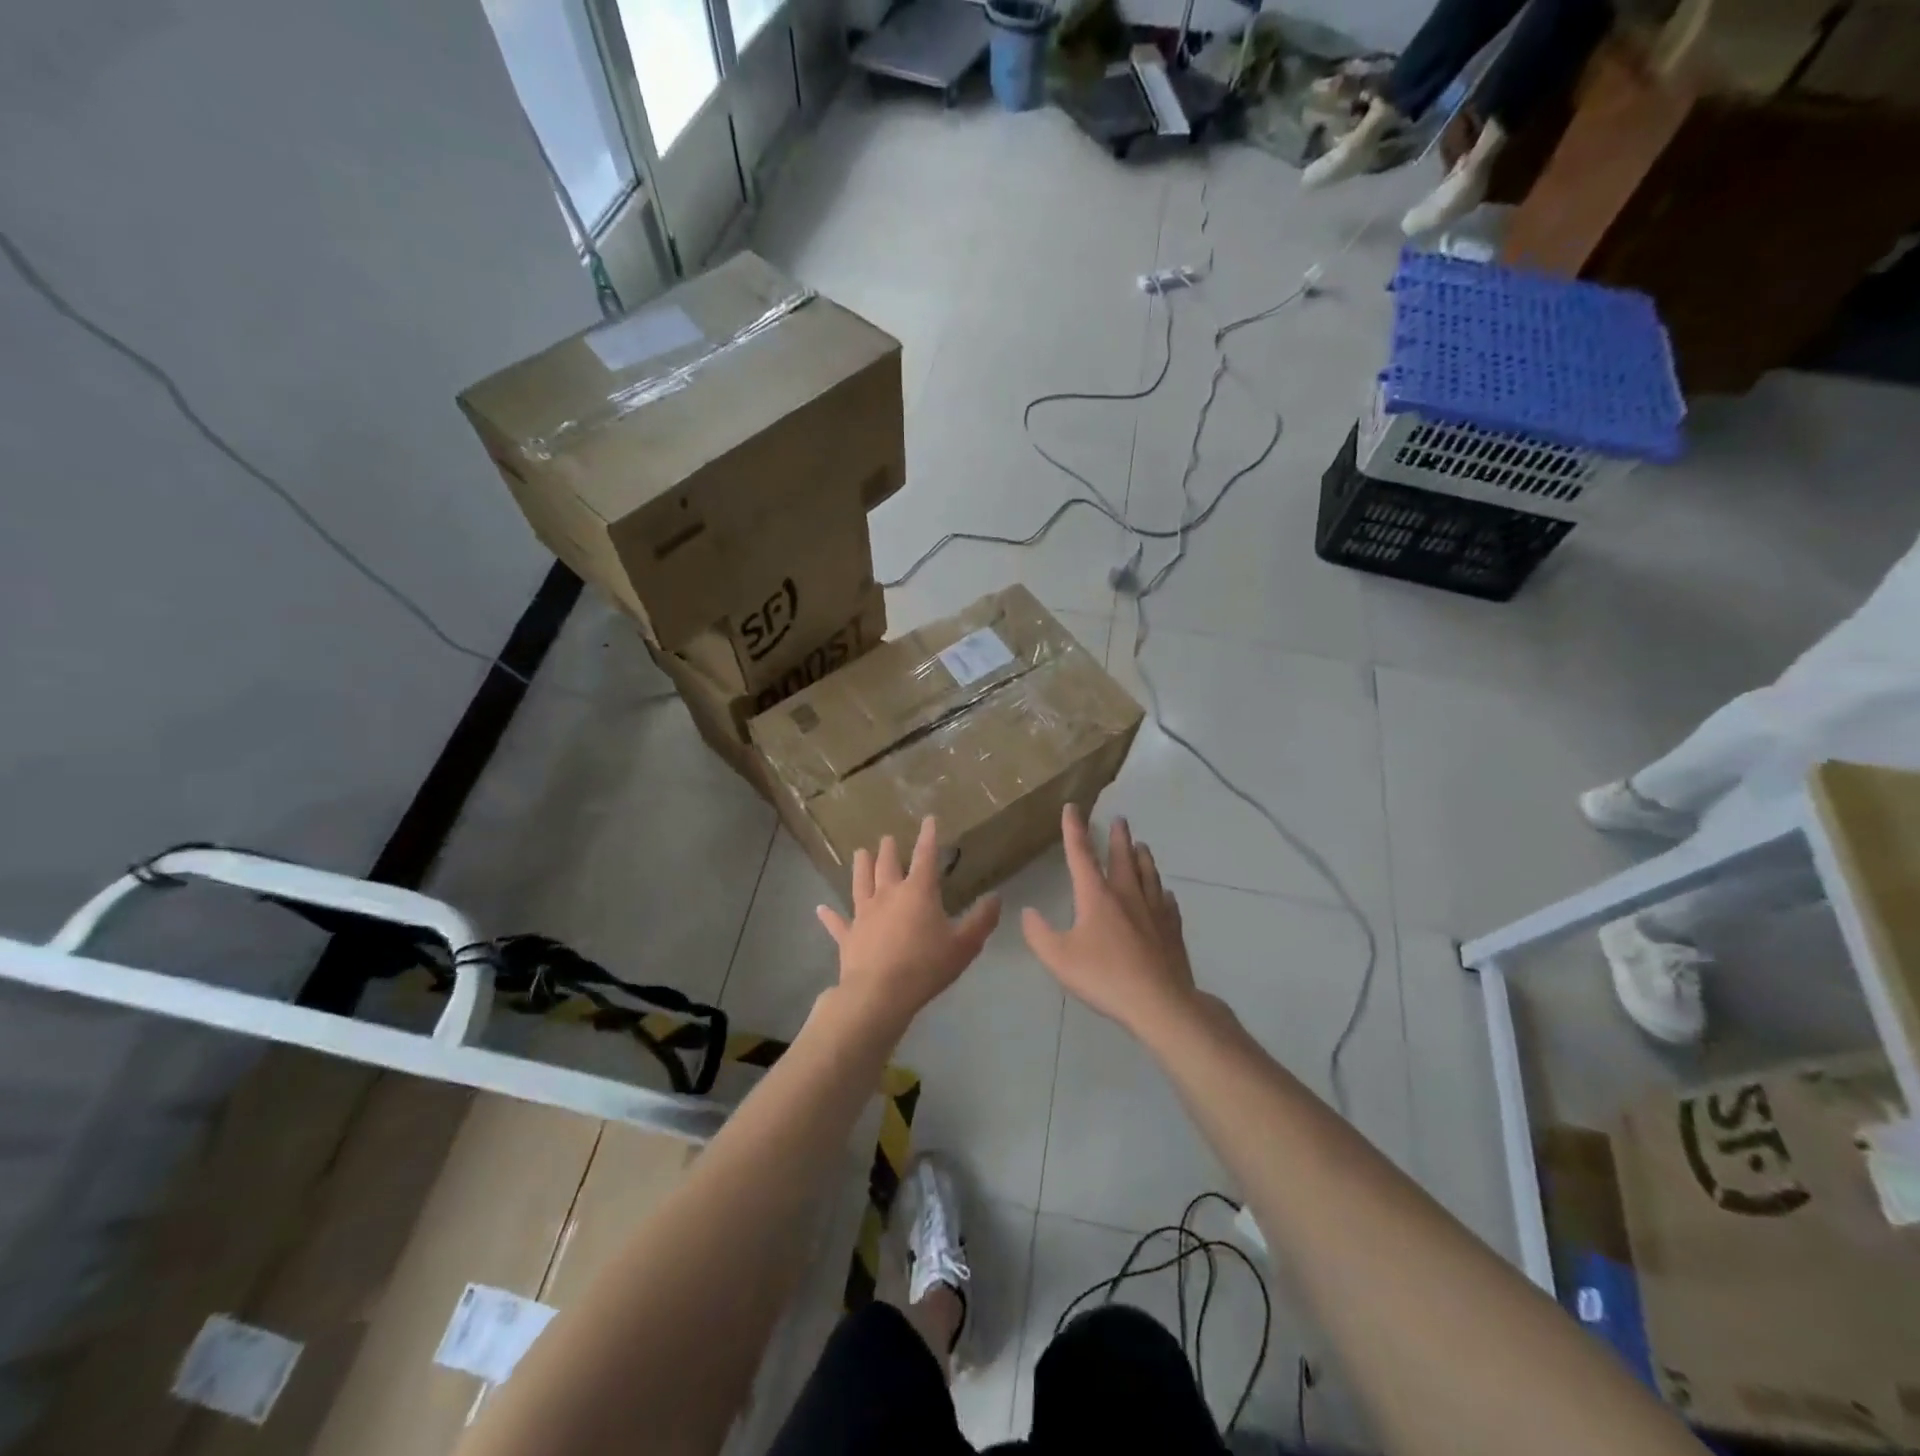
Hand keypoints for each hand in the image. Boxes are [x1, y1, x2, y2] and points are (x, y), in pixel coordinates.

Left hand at [816, 817, 1000, 1037]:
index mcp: (918, 892)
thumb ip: (982, 920)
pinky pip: (837, 922)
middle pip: (887, 865)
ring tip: (860, 852)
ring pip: (860, 883)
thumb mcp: (965, 945)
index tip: (928, 819)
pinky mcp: (848, 936)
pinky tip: (820, 908)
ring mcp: (864, 914)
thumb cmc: (926, 966)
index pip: (925, 856)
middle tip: (887, 838)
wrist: (880, 994)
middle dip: (889, 849)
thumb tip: (996, 897)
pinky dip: (829, 915)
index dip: (928, 837)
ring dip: (861, 866)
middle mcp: (888, 895)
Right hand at [1022, 806, 1198, 1036]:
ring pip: (1149, 874)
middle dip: (1118, 836)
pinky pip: (1167, 903)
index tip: (1072, 807)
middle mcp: (1127, 895)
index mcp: (1097, 896)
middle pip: (1123, 857)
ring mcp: (1154, 911)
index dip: (1074, 829)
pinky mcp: (1172, 930)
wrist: (1160, 1002)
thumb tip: (1028, 912)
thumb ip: (1038, 934)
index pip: (1081, 854)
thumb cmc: (1104, 977)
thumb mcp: (1058, 958)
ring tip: (1143, 845)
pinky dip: (1162, 892)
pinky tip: (1165, 894)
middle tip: (1120, 819)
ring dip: (1143, 857)